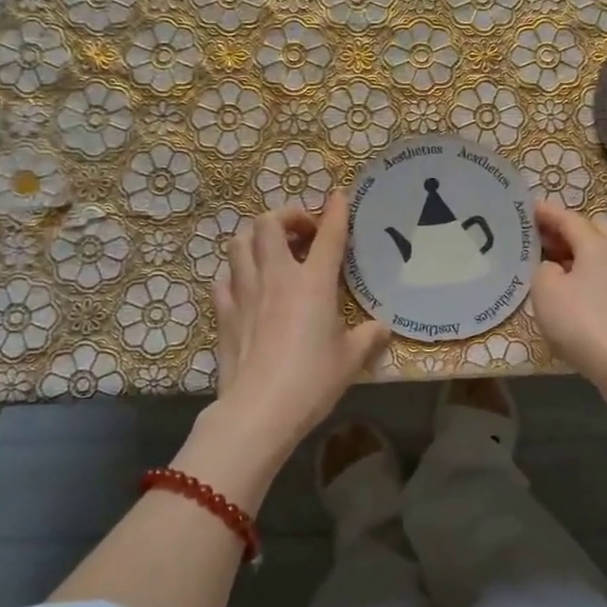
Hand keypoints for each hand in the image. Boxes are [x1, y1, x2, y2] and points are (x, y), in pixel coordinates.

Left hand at [193, 194, 389, 479]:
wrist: (259, 410)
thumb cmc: (312, 380)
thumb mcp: (350, 359)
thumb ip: (369, 338)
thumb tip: (383, 328)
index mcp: (313, 283)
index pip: (328, 235)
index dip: (335, 211)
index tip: (338, 196)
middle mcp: (276, 276)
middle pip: (269, 223)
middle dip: (286, 216)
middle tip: (302, 232)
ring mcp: (245, 292)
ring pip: (239, 242)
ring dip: (256, 236)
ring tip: (271, 249)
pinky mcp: (224, 312)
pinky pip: (223, 278)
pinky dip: (236, 273)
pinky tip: (246, 285)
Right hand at [530, 201, 606, 422]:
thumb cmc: (585, 322)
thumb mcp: (547, 290)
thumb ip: (543, 269)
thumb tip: (553, 268)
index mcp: (596, 244)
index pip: (568, 218)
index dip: (545, 212)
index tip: (525, 208)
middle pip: (591, 231)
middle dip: (565, 231)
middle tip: (539, 238)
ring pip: (596, 256)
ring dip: (573, 256)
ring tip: (546, 265)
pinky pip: (599, 279)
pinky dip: (581, 278)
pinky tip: (564, 293)